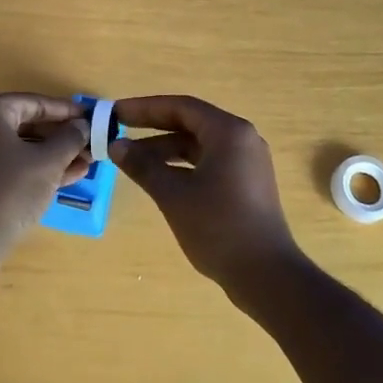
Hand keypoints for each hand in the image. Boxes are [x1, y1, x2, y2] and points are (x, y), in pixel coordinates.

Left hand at [0, 94, 90, 263]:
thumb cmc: (10, 188)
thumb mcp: (48, 161)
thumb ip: (69, 138)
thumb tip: (82, 125)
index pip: (35, 102)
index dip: (66, 110)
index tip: (92, 117)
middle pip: (28, 125)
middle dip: (62, 136)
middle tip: (91, 142)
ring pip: (22, 148)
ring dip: (55, 155)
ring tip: (88, 161)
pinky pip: (13, 167)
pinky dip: (38, 170)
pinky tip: (70, 177)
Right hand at [110, 95, 302, 299]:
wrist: (266, 275)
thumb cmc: (218, 227)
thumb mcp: (173, 195)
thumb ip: (143, 166)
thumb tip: (116, 146)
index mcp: (228, 132)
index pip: (181, 107)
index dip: (145, 108)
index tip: (115, 113)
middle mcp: (241, 139)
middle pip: (190, 122)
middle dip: (153, 127)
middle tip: (119, 131)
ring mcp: (247, 162)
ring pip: (199, 144)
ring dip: (165, 149)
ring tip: (131, 159)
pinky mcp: (246, 183)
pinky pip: (209, 162)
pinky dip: (182, 165)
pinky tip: (159, 178)